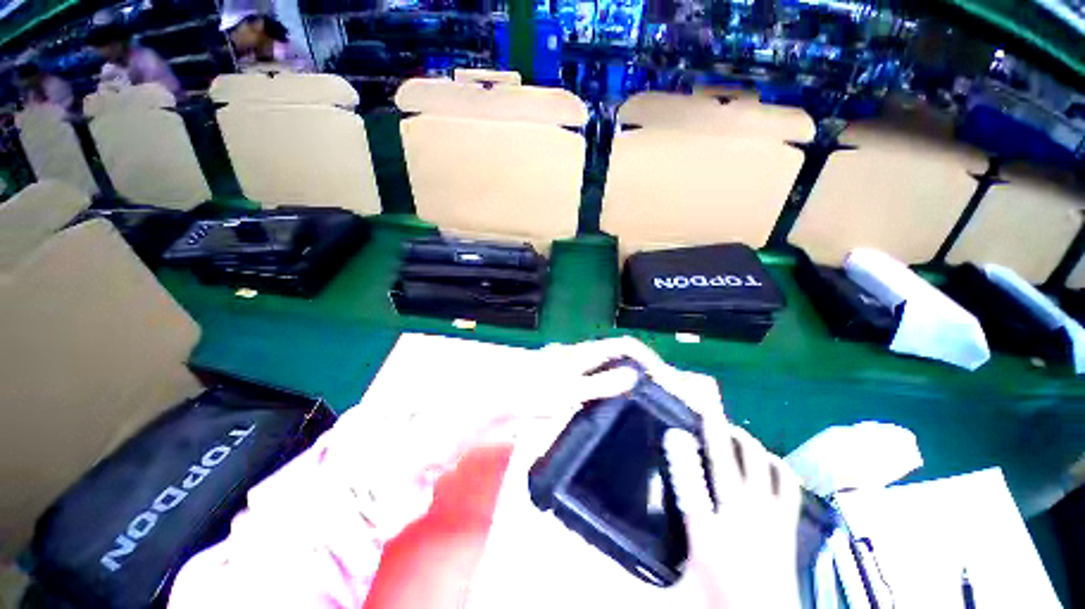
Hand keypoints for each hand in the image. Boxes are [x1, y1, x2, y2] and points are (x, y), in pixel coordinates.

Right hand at [540, 337, 802, 608]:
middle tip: (704, 401)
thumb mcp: (673, 598)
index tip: (670, 428)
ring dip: (743, 440)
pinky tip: (765, 458)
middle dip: (713, 426)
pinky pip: (787, 483)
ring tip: (729, 428)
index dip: (678, 453)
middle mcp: (739, 517)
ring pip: (758, 463)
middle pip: (726, 460)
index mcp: (708, 535)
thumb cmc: (719, 607)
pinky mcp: (787, 523)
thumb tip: (594, 572)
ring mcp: (768, 518)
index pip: (689, 485)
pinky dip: (776, 464)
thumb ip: (634, 582)